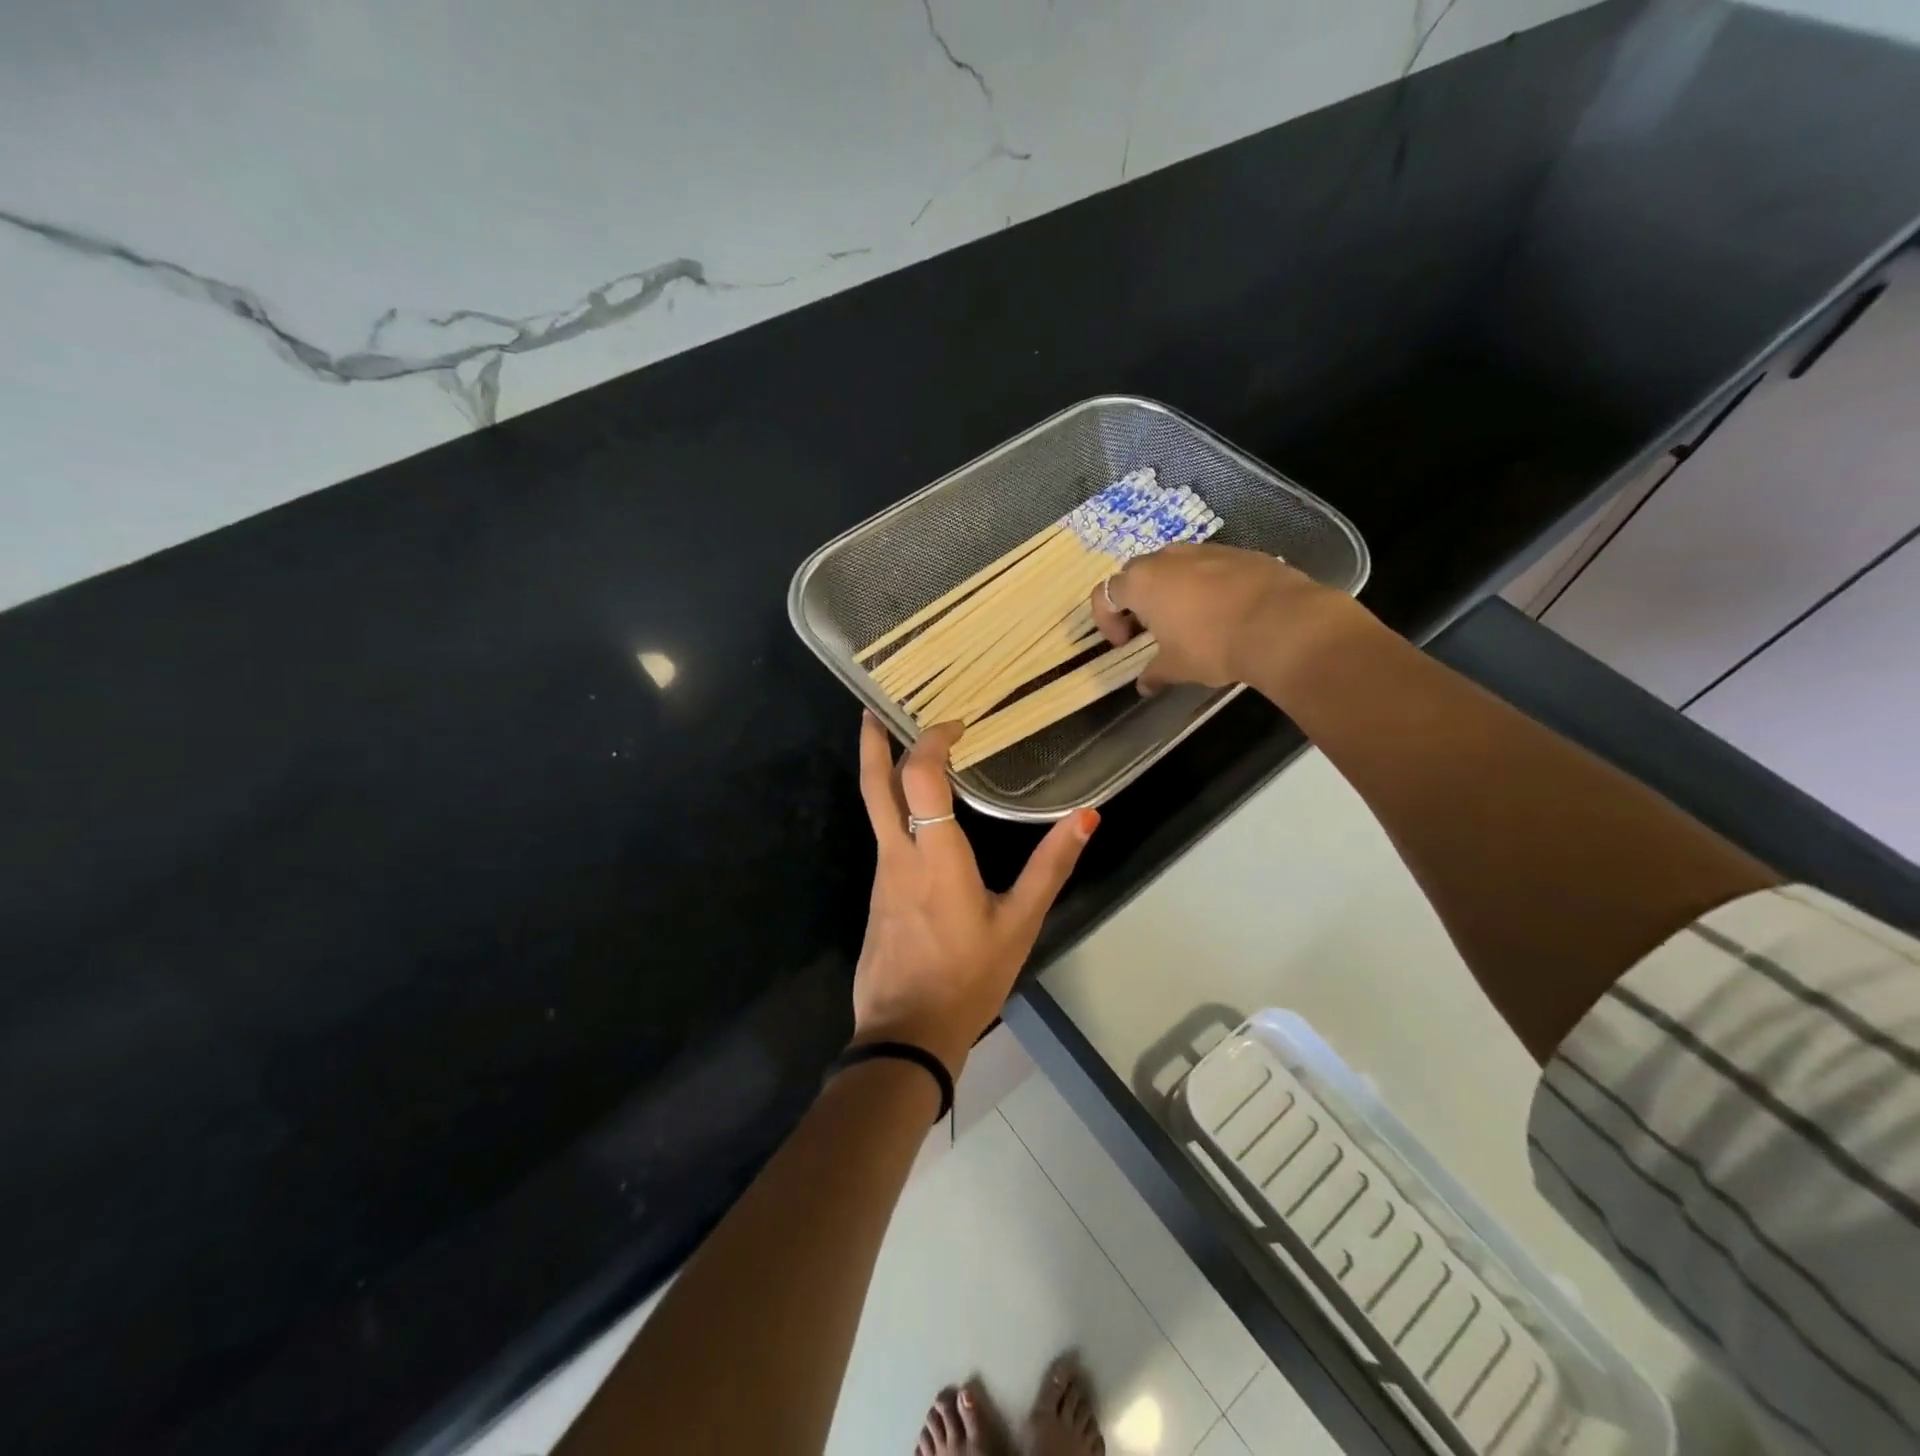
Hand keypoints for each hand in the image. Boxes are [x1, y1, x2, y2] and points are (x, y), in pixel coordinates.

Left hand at [852, 713, 1097, 1076]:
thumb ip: (1051, 867)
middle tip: (874, 706)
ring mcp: (881, 874)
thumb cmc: (969, 978)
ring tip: (906, 747)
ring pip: (876, 809)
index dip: (931, 742)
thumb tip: (1086, 816)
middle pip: (875, 785)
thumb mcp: (1020, 923)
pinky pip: (884, 836)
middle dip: (873, 741)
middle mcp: (899, 855)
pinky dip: (894, 808)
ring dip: (886, 772)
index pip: (921, 778)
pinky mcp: (877, 894)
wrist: (907, 1034)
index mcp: (935, 857)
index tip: (954, 725)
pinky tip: (915, 812)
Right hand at [1091, 542, 1358, 693]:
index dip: (1107, 620)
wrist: (1282, 624)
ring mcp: (1205, 550)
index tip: (1125, 643)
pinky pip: (1209, 566)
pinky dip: (1205, 585)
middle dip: (1137, 601)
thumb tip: (1145, 685)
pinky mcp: (1239, 552)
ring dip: (1171, 589)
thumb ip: (1155, 673)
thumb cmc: (1213, 646)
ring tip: (1188, 620)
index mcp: (1142, 582)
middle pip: (1137, 573)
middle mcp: (1168, 557)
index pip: (1105, 594)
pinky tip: (1223, 612)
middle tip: (1150, 630)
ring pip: (1175, 565)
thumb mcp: (1177, 667)